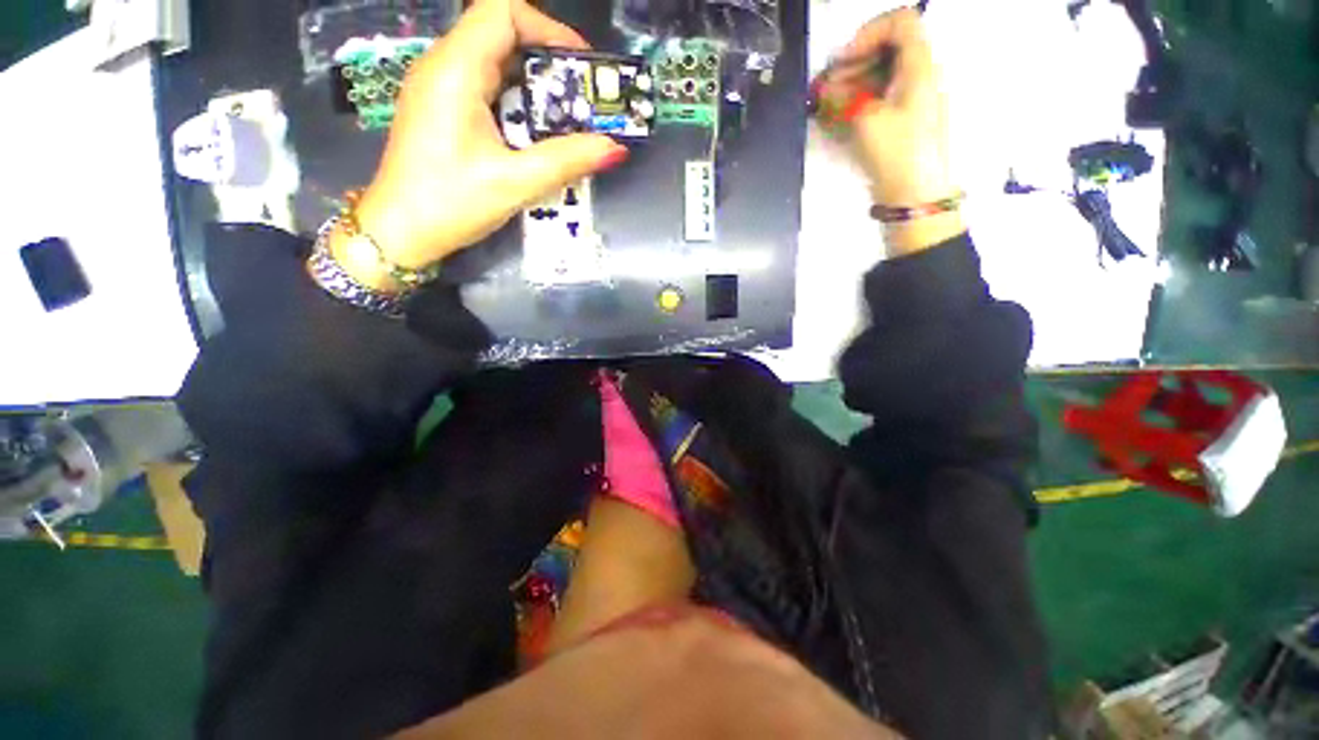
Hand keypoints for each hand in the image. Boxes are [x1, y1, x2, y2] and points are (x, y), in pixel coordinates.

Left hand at [332, 0, 629, 289]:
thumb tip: (615, 148)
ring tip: (565, 116)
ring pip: (494, 59)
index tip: (580, 65)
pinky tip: (534, 130)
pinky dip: (517, 98)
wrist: (401, 232)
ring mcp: (439, 87)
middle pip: (500, 31)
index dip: (547, 27)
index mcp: (455, 70)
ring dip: (534, 81)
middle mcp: (443, 66)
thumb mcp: (515, 183)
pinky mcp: (442, 108)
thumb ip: (567, 161)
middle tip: (581, 97)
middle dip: (547, 58)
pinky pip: (485, 85)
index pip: (502, 11)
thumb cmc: (451, 204)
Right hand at [819, 8, 962, 253]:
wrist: (915, 195)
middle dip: (853, 64)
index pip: (900, 22)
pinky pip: (881, 98)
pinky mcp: (903, 121)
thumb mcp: (866, 120)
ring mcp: (912, 99)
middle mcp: (920, 75)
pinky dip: (859, 102)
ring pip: (881, 75)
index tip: (842, 61)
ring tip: (828, 107)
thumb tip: (823, 89)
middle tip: (828, 88)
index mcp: (920, 65)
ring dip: (852, 84)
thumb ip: (841, 99)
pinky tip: (840, 118)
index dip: (867, 33)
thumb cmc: (897, 152)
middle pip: (887, 49)